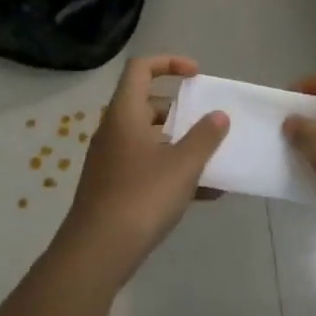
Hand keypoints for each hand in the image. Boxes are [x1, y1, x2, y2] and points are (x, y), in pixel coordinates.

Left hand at [57, 56, 228, 286]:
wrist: (97, 253)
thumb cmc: (141, 197)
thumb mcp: (182, 165)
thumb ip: (204, 137)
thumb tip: (218, 115)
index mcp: (125, 113)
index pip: (141, 68)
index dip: (169, 63)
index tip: (197, 76)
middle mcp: (114, 131)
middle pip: (147, 104)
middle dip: (181, 111)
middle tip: (207, 122)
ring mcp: (111, 161)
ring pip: (150, 139)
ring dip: (181, 144)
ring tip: (213, 159)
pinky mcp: (114, 188)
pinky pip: (147, 167)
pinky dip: (173, 171)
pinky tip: (205, 194)